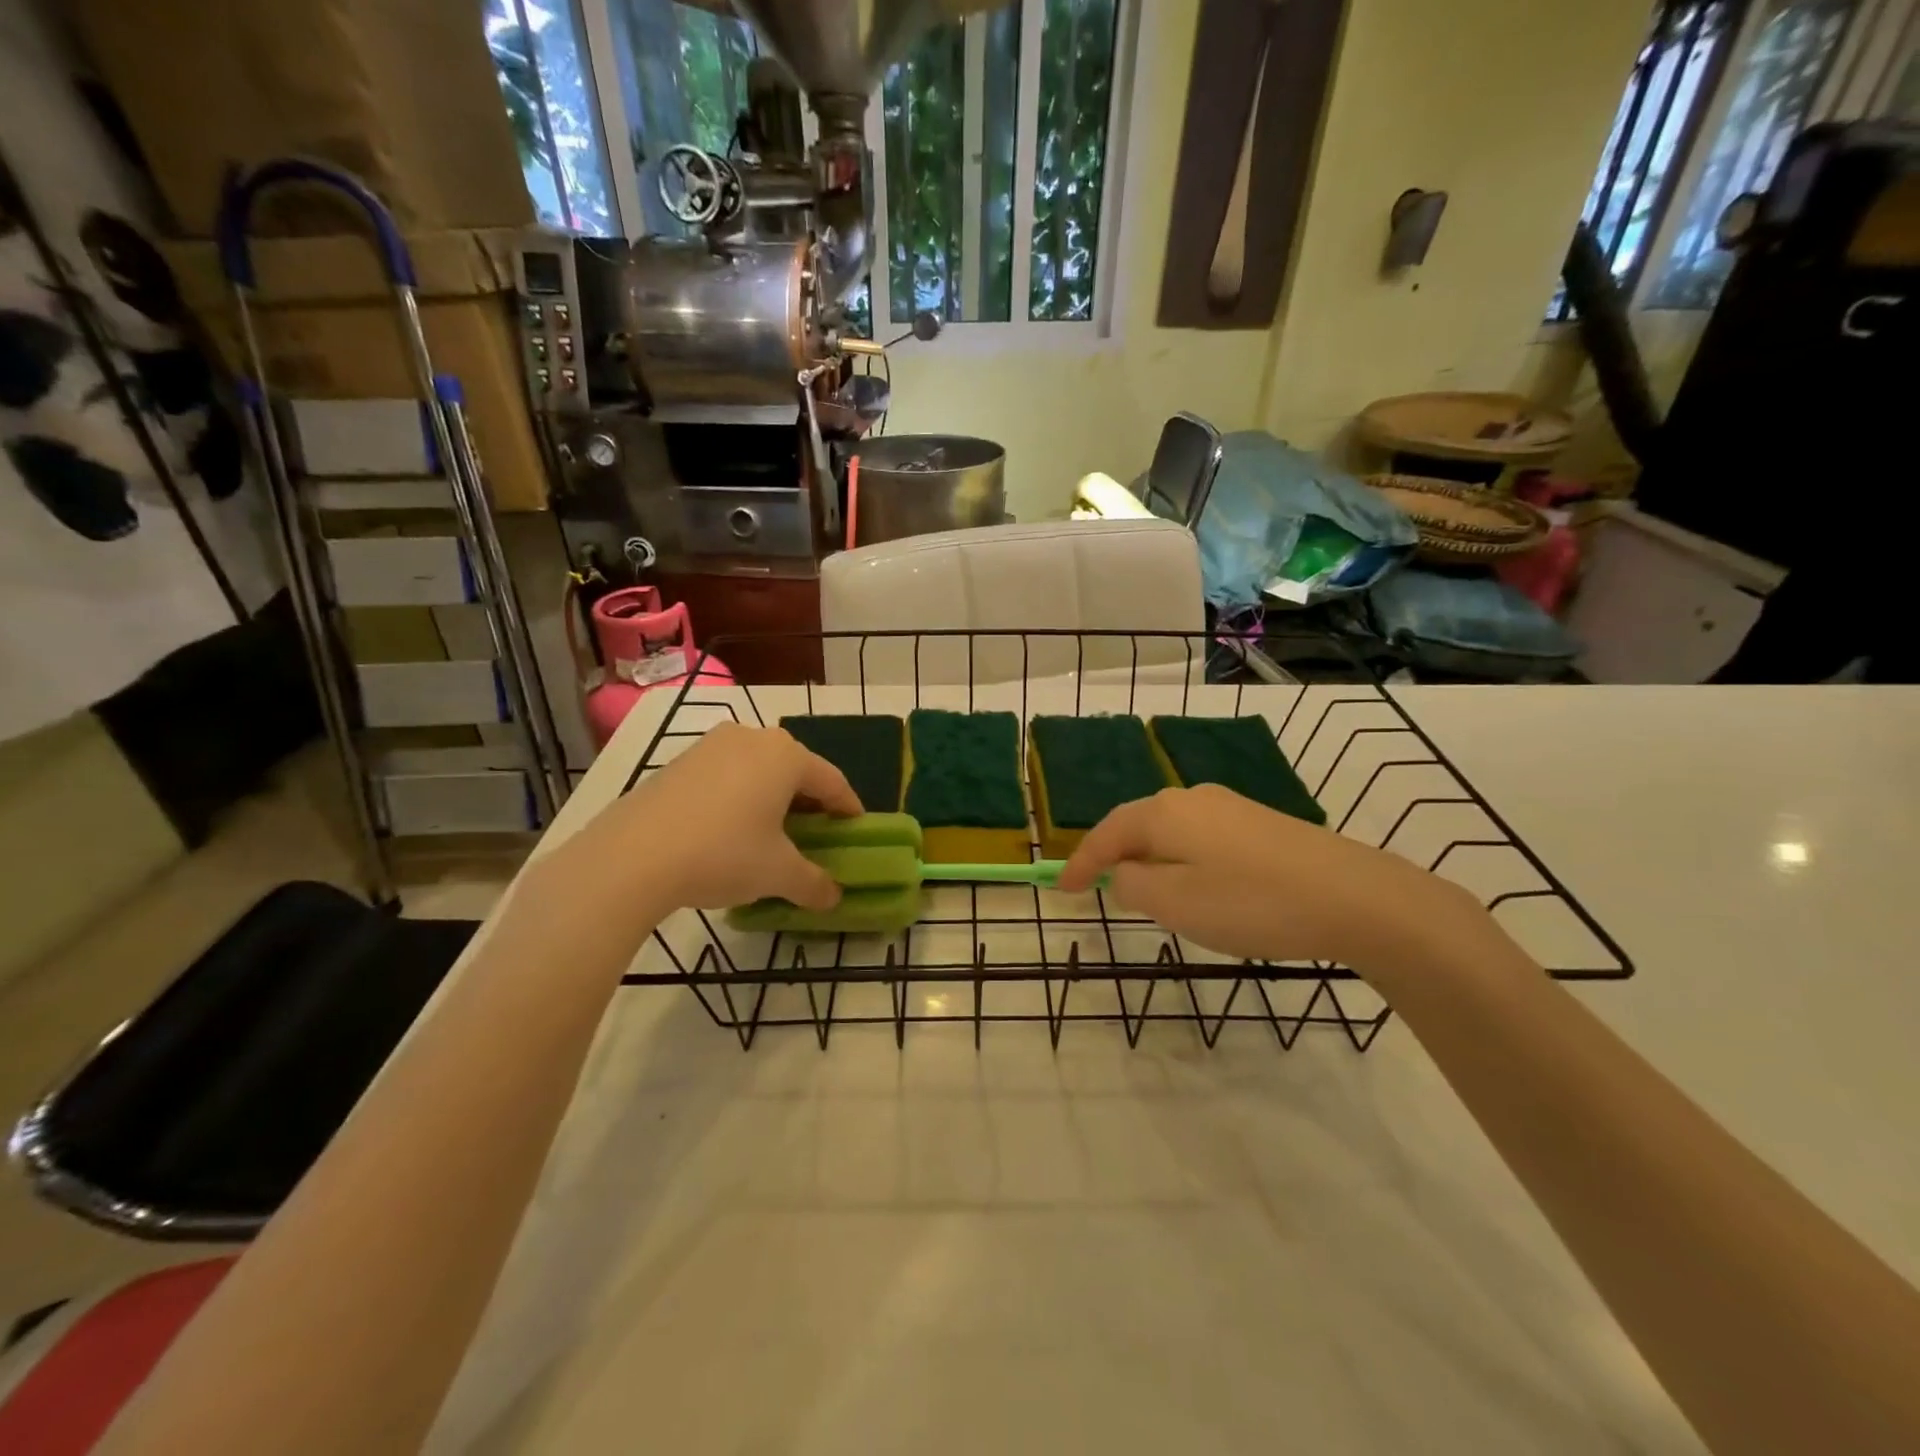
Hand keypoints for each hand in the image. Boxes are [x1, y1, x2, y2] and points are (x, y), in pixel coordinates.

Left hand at [538, 723, 861, 922]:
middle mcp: (752, 738)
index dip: (848, 809)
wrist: (631, 857)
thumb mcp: (777, 874)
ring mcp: (711, 746)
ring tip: (772, 834)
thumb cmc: (723, 854)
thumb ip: (814, 883)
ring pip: (758, 770)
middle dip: (810, 803)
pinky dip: (739, 798)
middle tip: (816, 835)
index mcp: (786, 756)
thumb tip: (834, 898)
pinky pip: (726, 776)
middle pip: (795, 771)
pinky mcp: (679, 762)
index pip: (832, 781)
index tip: (856, 831)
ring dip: (773, 799)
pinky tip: (731, 830)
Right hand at [1056, 784, 1482, 972]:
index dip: (1080, 862)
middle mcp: (1192, 799)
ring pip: (1171, 830)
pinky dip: (1183, 859)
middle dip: (1115, 855)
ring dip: (1151, 858)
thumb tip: (1126, 873)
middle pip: (1138, 824)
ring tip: (1145, 890)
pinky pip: (1201, 837)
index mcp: (1163, 813)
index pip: (1106, 833)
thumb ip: (1135, 886)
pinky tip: (1198, 884)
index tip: (1061, 890)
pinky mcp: (1261, 823)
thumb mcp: (1176, 904)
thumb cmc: (1251, 902)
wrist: (1355, 896)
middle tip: (1099, 887)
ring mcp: (1230, 807)